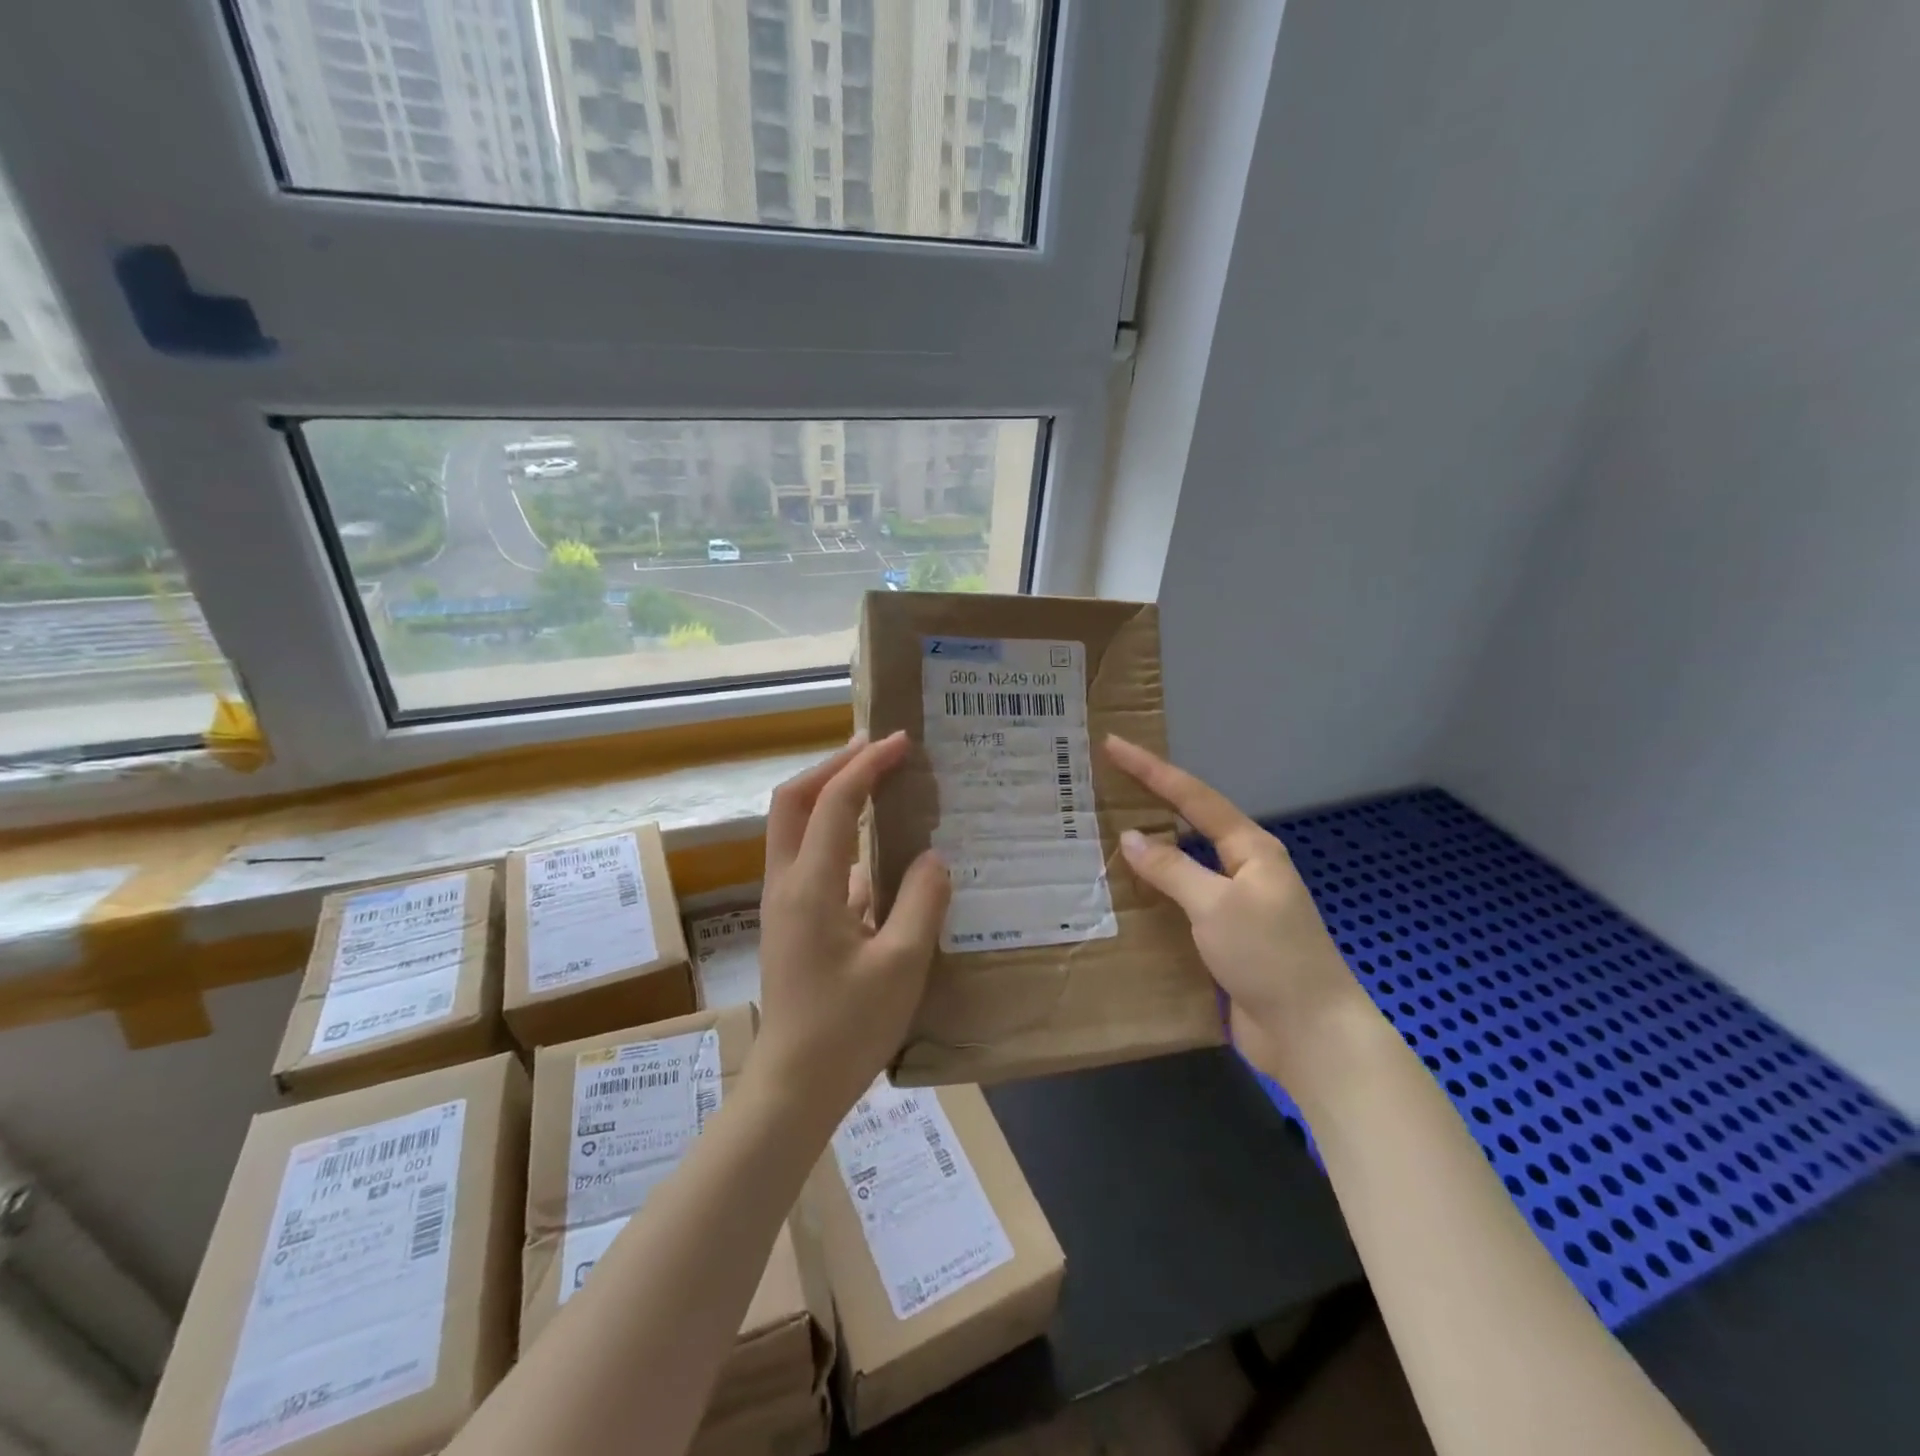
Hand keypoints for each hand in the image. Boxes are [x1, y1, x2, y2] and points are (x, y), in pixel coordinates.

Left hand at [756, 732, 950, 1121]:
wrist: (794, 1087)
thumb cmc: (848, 1028)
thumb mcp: (902, 964)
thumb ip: (922, 901)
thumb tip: (933, 857)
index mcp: (810, 885)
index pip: (834, 801)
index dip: (867, 764)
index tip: (902, 742)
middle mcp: (786, 882)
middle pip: (793, 800)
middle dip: (833, 765)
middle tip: (876, 749)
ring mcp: (783, 902)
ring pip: (794, 827)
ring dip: (830, 795)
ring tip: (876, 784)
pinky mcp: (790, 921)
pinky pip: (808, 858)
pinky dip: (836, 835)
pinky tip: (876, 853)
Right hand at [1104, 735, 1376, 1088]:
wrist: (1311, 1034)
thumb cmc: (1268, 957)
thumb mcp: (1216, 906)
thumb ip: (1172, 869)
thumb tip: (1131, 838)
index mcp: (1252, 849)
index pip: (1194, 797)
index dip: (1152, 770)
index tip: (1115, 745)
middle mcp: (1246, 869)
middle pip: (1192, 823)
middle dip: (1153, 801)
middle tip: (1108, 784)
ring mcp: (1238, 904)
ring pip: (1187, 864)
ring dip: (1152, 849)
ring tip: (1108, 834)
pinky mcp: (1228, 938)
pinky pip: (1185, 901)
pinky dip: (1158, 892)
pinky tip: (1131, 894)